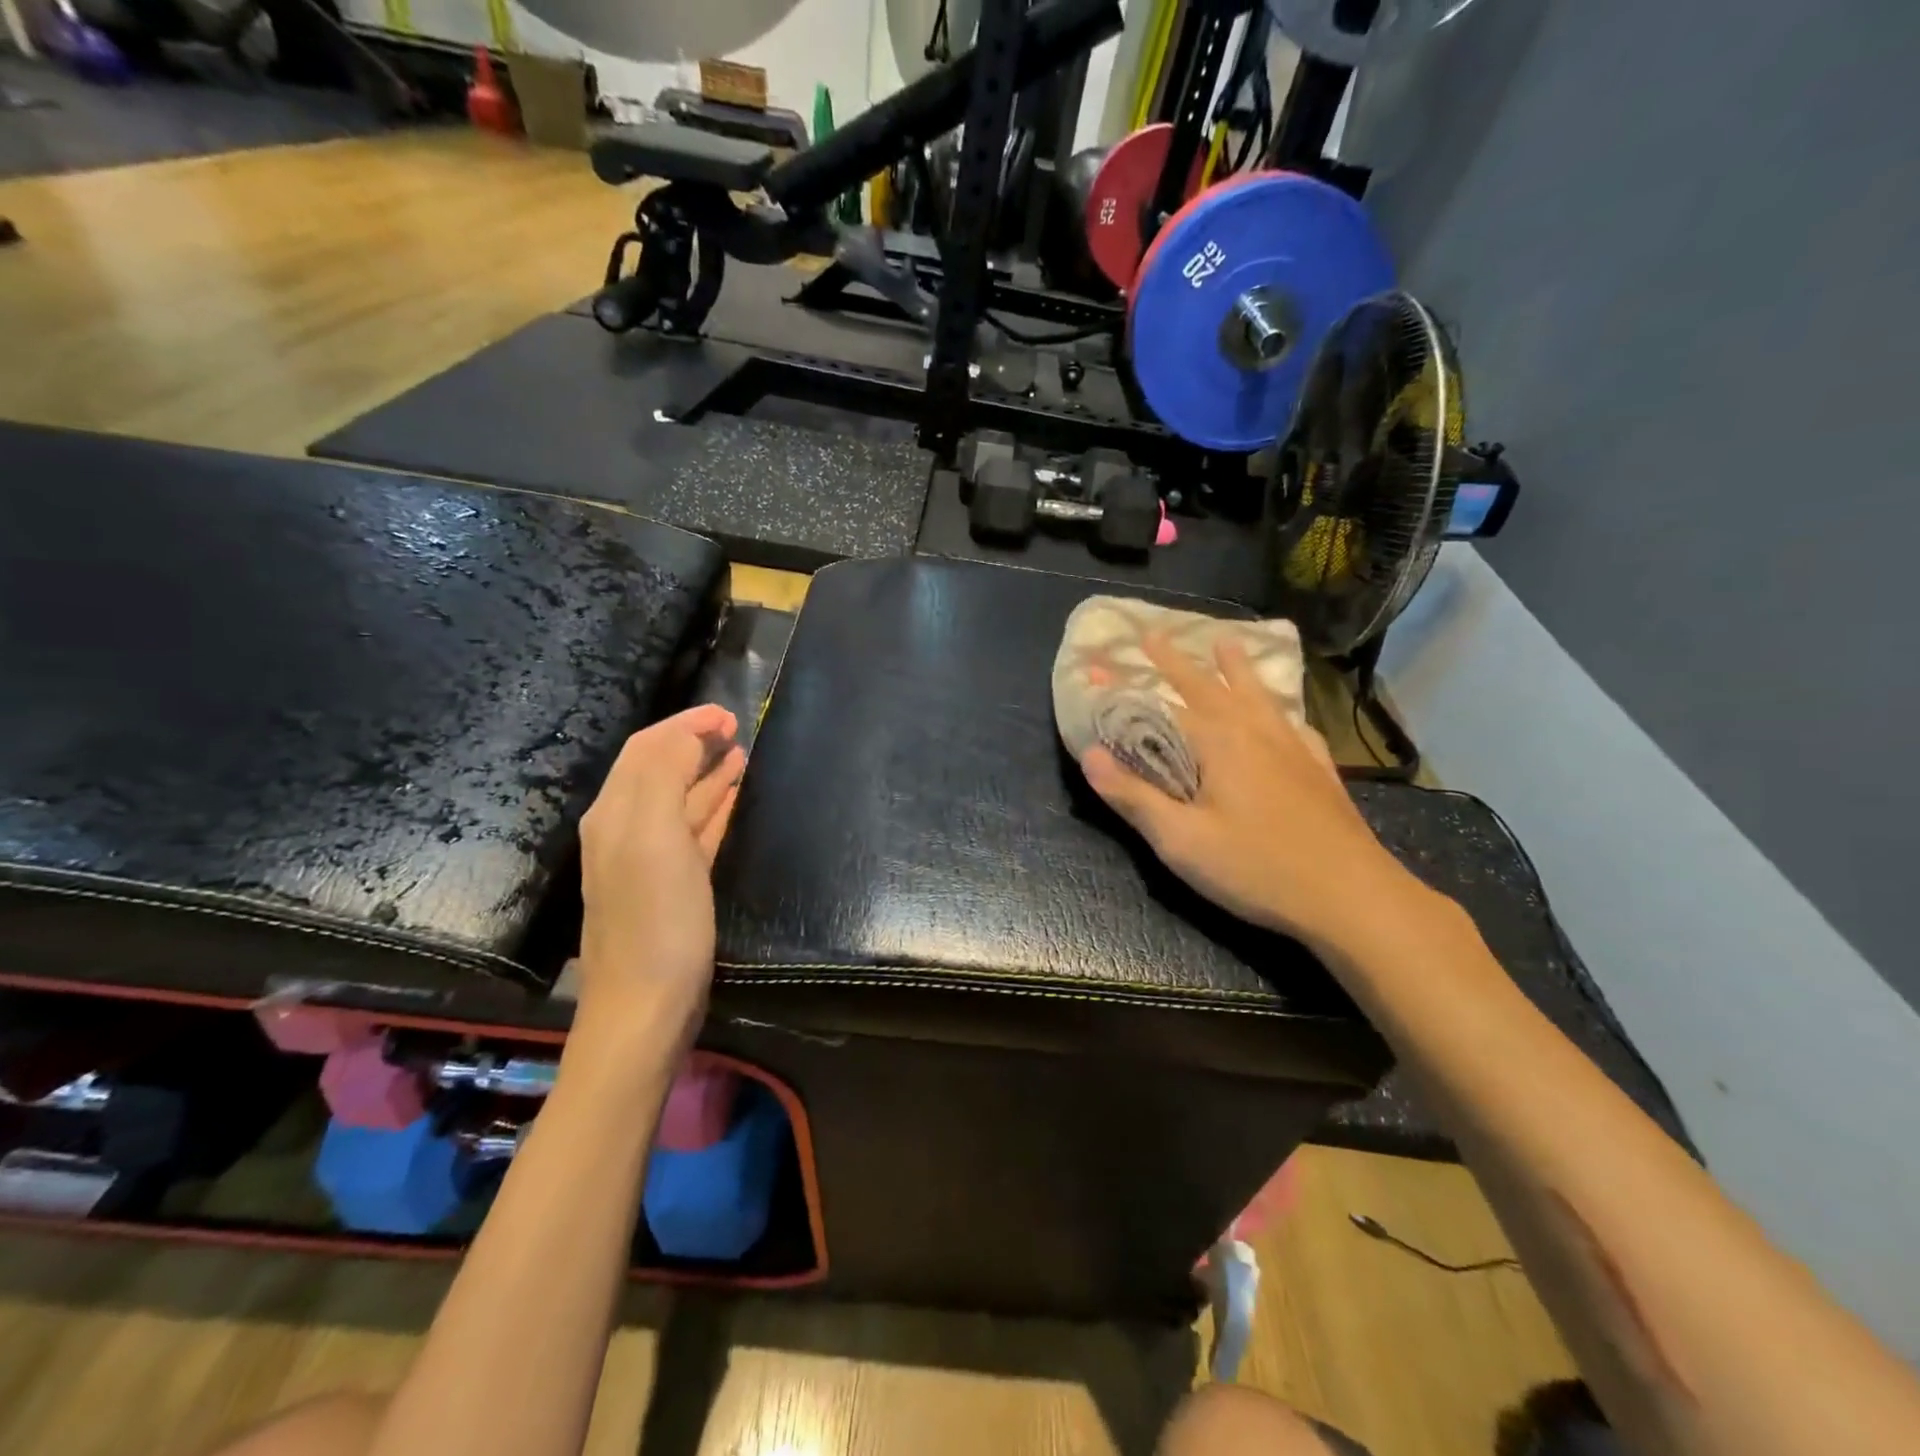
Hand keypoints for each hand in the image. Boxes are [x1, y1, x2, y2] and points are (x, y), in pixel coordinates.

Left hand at [573, 705, 744, 1059]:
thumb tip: (688, 737)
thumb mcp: (656, 838)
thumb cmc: (656, 921)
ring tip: (739, 754)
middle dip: (694, 743)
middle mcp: (626, 829)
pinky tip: (731, 800)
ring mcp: (649, 860)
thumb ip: (665, 778)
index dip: (684, 725)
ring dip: (706, 773)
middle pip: (659, 770)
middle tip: (736, 727)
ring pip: (680, 800)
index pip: (647, 750)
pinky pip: (694, 832)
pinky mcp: (673, 886)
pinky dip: (712, 808)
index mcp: (617, 813)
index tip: (728, 713)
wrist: (645, 1009)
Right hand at [1080, 635, 1438, 958]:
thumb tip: (1089, 754)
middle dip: (1176, 660)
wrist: (1351, 896)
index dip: (1122, 692)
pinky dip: (1280, 709)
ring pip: (1257, 694)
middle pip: (1207, 686)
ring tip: (1226, 642)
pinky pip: (1294, 723)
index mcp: (1218, 742)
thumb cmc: (1256, 868)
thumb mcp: (1181, 840)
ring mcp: (1293, 747)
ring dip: (1235, 668)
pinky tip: (1286, 718)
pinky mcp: (1319, 769)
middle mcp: (1254, 731)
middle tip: (1154, 633)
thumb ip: (1133, 796)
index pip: (1158, 707)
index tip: (1094, 670)